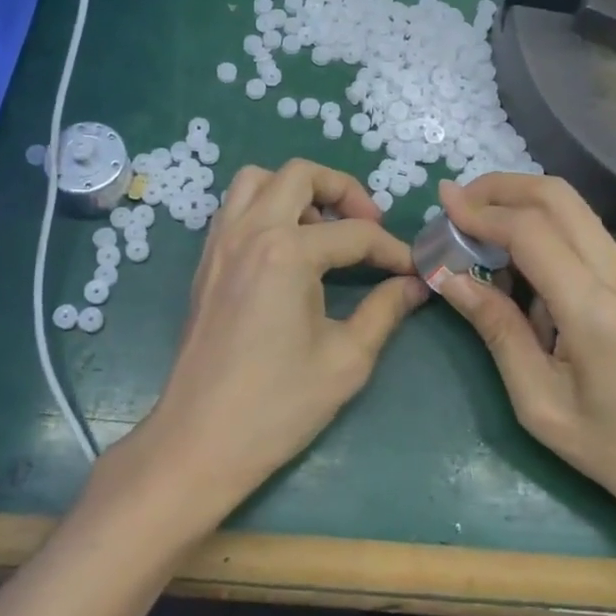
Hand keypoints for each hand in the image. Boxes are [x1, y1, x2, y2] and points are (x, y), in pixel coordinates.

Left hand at [141, 158, 427, 518]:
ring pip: (258, 180)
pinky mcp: (206, 261)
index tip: (413, 270)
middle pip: (301, 174)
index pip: (354, 234)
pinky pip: (235, 207)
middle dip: (343, 191)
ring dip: (296, 191)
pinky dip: (264, 207)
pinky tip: (286, 248)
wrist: (200, 441)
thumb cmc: (277, 405)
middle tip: (367, 227)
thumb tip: (414, 285)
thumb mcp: (346, 360)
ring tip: (322, 231)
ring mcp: (221, 243)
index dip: (392, 250)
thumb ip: (385, 311)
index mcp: (287, 251)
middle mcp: (250, 231)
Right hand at [433, 174, 615, 534]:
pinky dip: (540, 224)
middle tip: (457, 204)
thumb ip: (497, 331)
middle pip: (556, 195)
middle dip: (499, 187)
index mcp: (594, 311)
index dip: (481, 212)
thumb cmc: (615, 448)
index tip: (442, 206)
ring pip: (571, 205)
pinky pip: (580, 230)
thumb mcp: (540, 403)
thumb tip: (449, 278)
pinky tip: (514, 258)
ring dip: (519, 201)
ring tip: (476, 227)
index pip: (530, 231)